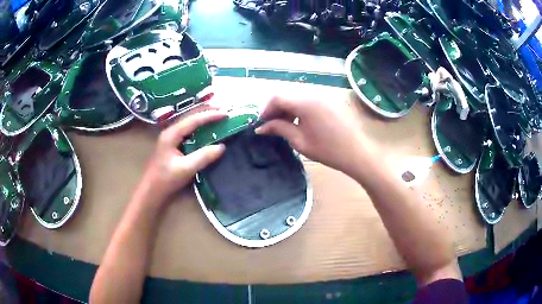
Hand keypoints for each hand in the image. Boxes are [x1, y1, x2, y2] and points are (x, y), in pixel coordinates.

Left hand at [141, 110, 227, 204]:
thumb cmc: (166, 180)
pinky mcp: (173, 144)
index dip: (210, 115)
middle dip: (207, 111)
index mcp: (172, 134)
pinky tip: (206, 129)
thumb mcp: (186, 169)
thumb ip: (203, 157)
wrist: (151, 191)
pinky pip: (188, 130)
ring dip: (203, 117)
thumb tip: (221, 146)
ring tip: (217, 115)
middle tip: (224, 110)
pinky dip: (199, 126)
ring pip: (189, 122)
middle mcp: (170, 132)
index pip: (193, 120)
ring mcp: (171, 138)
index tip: (226, 114)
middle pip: (190, 116)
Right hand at [256, 95, 368, 176]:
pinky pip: (308, 100)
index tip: (261, 123)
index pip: (277, 97)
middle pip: (287, 95)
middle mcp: (313, 93)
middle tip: (270, 125)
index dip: (265, 109)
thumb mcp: (300, 141)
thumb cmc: (328, 150)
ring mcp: (323, 96)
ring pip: (297, 97)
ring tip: (284, 125)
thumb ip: (279, 129)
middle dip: (276, 108)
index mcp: (305, 102)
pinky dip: (299, 109)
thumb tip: (261, 127)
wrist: (356, 153)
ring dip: (287, 108)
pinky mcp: (329, 101)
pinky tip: (299, 122)